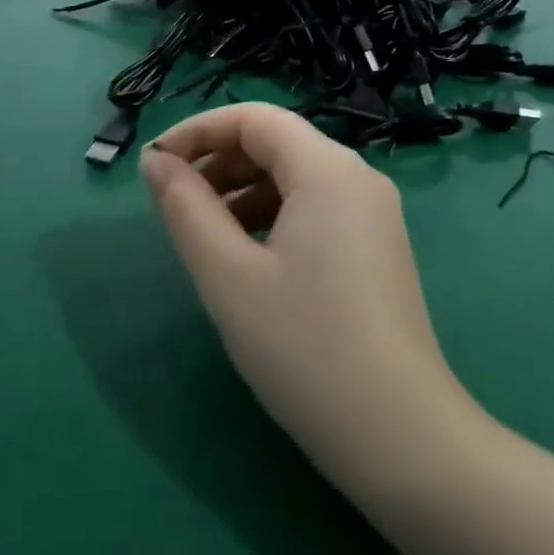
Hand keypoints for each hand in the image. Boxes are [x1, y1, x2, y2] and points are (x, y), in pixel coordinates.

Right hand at [140, 103, 474, 494]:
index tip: (153, 163)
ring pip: (295, 176)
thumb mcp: (229, 276)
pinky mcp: (377, 245)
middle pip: (277, 142)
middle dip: (219, 160)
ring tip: (203, 232)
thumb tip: (156, 161)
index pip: (254, 119)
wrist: (400, 436)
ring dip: (243, 190)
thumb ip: (186, 208)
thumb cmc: (305, 348)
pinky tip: (248, 255)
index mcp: (327, 169)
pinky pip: (316, 206)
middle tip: (172, 201)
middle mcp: (357, 176)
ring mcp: (373, 212)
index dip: (198, 131)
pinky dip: (273, 214)